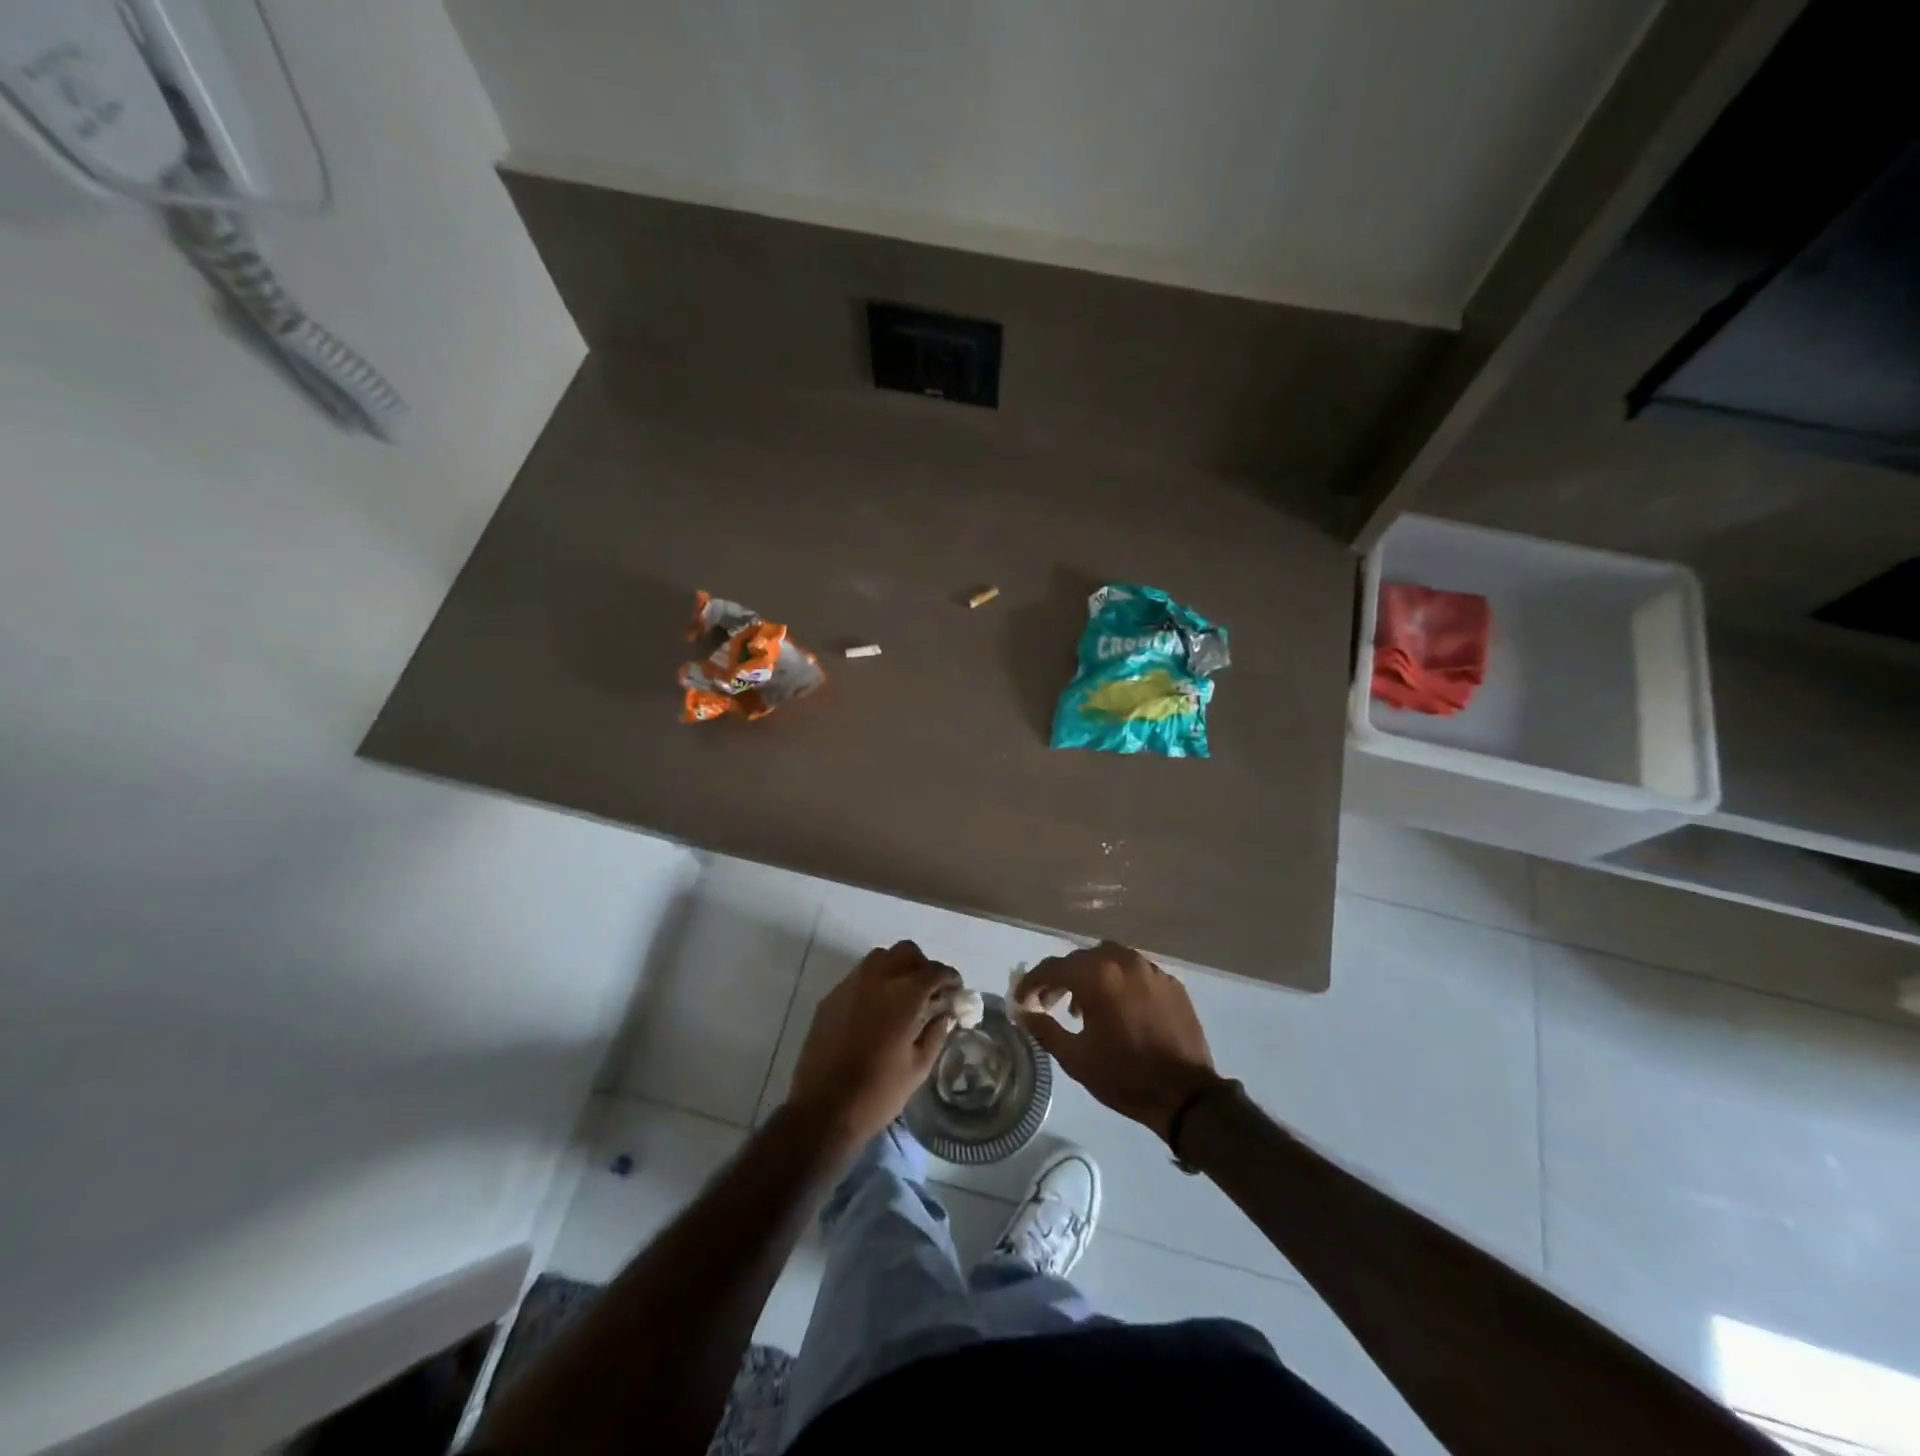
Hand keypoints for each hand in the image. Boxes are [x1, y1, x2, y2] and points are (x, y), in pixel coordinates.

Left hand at [787, 941, 958, 1153]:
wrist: (823, 1109)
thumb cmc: (878, 1092)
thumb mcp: (919, 1067)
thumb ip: (936, 1032)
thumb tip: (945, 1013)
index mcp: (904, 996)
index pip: (934, 971)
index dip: (949, 977)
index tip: (955, 990)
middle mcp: (877, 979)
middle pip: (906, 952)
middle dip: (923, 965)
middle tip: (929, 990)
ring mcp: (850, 985)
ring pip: (880, 957)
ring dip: (897, 967)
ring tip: (903, 995)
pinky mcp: (831, 997)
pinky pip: (859, 976)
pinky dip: (874, 981)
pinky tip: (876, 1009)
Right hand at [1013, 941, 1220, 1143]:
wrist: (1185, 1095)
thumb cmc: (1124, 1076)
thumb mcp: (1076, 1058)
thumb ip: (1044, 1030)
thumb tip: (1023, 1013)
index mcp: (1097, 975)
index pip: (1053, 967)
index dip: (1032, 982)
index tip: (1021, 999)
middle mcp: (1123, 961)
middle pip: (1081, 959)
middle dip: (1061, 978)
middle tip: (1049, 1003)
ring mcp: (1150, 969)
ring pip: (1110, 960)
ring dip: (1090, 977)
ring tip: (1084, 1008)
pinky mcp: (1170, 983)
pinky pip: (1135, 972)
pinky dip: (1119, 983)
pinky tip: (1119, 1010)